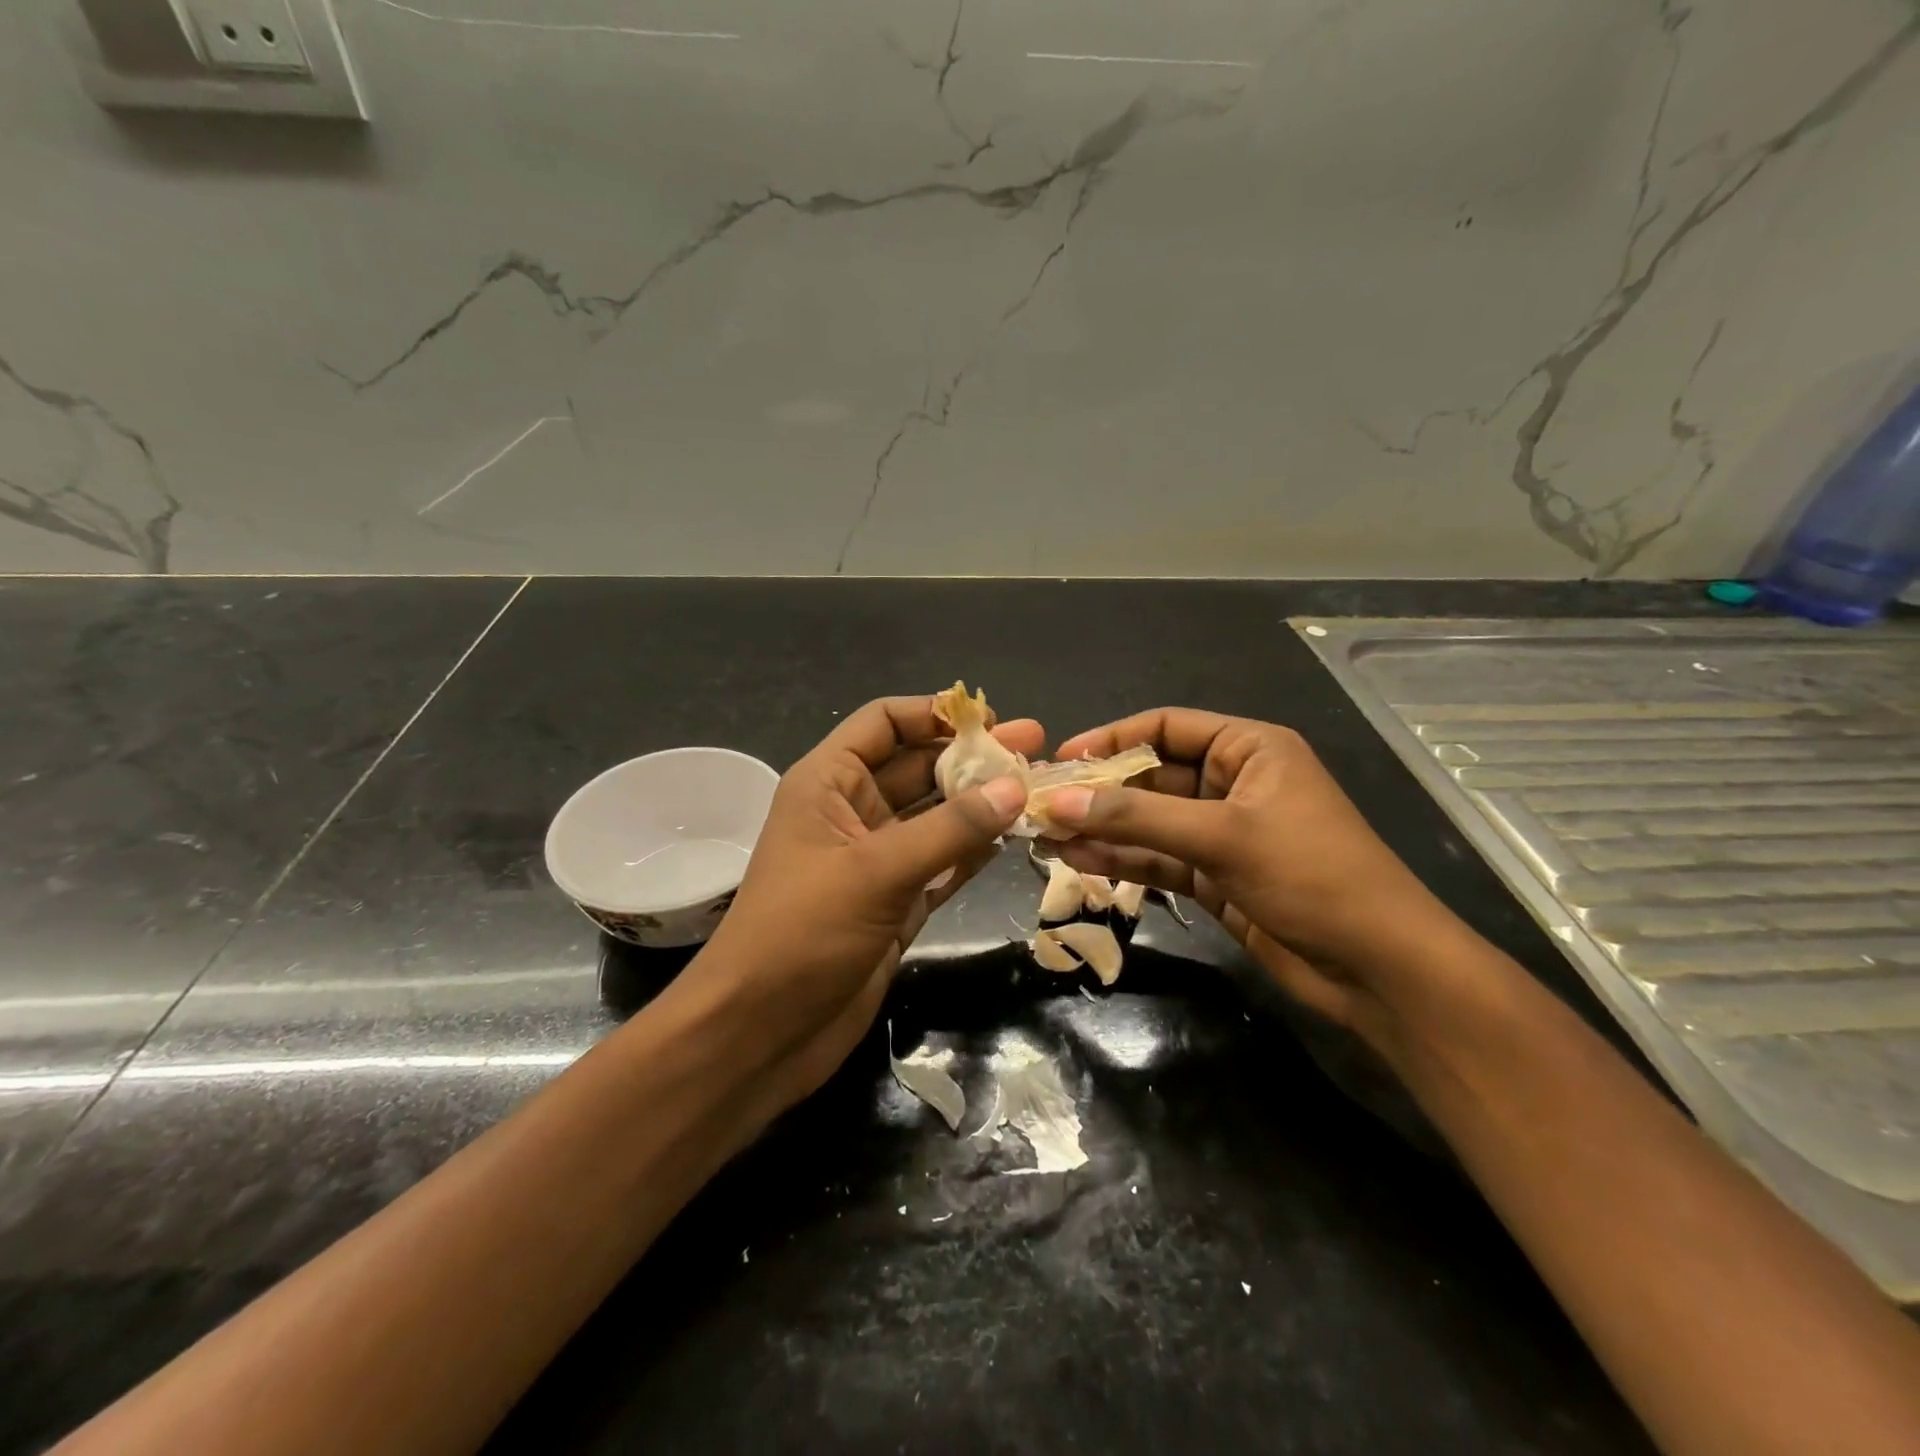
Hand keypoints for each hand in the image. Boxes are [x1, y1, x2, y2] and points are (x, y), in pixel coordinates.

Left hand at [689, 695, 1039, 1116]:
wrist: (762, 1033)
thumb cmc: (803, 932)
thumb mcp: (876, 870)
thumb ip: (950, 828)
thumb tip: (1015, 787)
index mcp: (828, 783)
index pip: (882, 723)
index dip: (932, 713)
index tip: (990, 719)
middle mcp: (853, 812)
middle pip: (918, 766)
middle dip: (972, 758)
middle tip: (1035, 748)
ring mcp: (877, 859)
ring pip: (936, 817)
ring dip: (981, 804)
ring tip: (1037, 788)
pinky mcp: (896, 902)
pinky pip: (943, 863)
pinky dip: (974, 851)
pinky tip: (1013, 837)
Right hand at [1046, 709, 1458, 1039]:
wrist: (1377, 968)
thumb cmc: (1311, 875)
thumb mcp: (1222, 836)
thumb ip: (1137, 818)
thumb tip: (1059, 802)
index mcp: (1249, 748)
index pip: (1166, 728)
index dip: (1112, 739)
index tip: (1062, 758)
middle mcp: (1232, 783)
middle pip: (1151, 777)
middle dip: (1099, 792)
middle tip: (1042, 804)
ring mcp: (1221, 833)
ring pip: (1148, 822)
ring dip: (1102, 828)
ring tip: (1046, 835)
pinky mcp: (1214, 877)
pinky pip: (1157, 859)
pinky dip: (1122, 859)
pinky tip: (1079, 859)